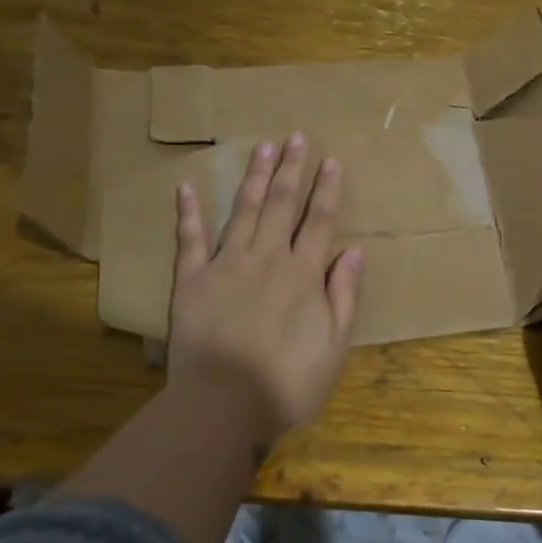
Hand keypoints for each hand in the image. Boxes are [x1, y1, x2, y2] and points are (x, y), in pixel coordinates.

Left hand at [167, 132, 364, 445]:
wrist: (223, 405)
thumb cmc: (287, 382)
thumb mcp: (334, 345)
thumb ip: (344, 295)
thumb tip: (355, 251)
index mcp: (304, 274)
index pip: (319, 221)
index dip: (327, 190)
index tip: (331, 161)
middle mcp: (267, 258)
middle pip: (282, 205)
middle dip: (292, 170)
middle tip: (295, 137)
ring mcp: (226, 265)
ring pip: (244, 211)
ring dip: (255, 178)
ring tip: (262, 149)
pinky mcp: (191, 280)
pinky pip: (190, 239)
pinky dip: (188, 212)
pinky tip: (186, 186)